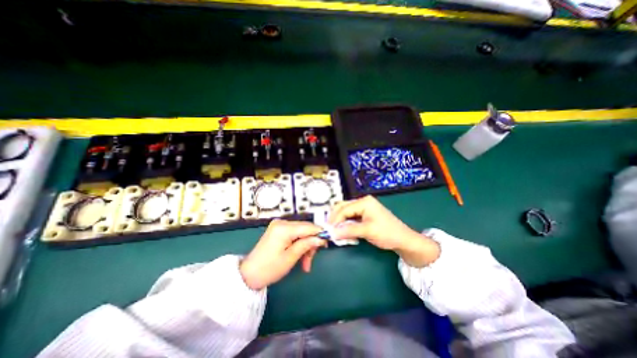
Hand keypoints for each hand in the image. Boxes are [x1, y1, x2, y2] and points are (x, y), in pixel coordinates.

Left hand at [240, 218, 328, 289]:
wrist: (249, 275)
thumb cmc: (269, 268)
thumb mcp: (290, 257)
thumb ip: (307, 244)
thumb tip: (321, 238)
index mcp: (284, 228)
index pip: (308, 226)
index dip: (320, 233)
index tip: (327, 243)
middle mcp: (282, 222)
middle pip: (305, 229)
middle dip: (311, 243)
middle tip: (311, 260)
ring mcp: (279, 225)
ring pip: (301, 233)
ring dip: (305, 247)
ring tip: (306, 264)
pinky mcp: (278, 230)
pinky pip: (295, 234)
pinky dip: (299, 244)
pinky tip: (300, 257)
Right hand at [328, 196, 437, 267]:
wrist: (403, 240)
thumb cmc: (388, 233)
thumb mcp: (367, 231)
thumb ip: (348, 231)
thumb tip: (332, 233)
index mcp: (364, 202)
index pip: (344, 209)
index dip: (335, 220)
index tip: (328, 230)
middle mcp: (362, 202)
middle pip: (343, 208)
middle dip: (335, 219)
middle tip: (329, 230)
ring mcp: (363, 208)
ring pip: (345, 213)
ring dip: (340, 222)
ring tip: (336, 231)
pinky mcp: (364, 215)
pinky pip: (350, 218)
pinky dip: (346, 224)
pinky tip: (344, 231)